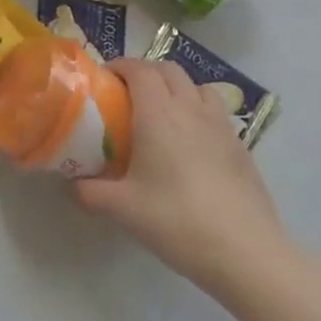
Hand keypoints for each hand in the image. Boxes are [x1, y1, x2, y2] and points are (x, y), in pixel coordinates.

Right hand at [76, 57, 287, 295]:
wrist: (247, 254)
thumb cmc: (177, 222)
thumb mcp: (121, 209)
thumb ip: (90, 191)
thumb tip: (73, 183)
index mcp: (159, 114)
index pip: (139, 69)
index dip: (120, 66)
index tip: (104, 79)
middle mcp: (191, 111)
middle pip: (169, 70)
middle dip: (146, 72)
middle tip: (128, 93)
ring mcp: (222, 128)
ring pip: (199, 87)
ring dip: (178, 88)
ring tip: (163, 112)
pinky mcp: (242, 150)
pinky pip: (217, 115)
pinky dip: (200, 114)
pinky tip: (193, 146)